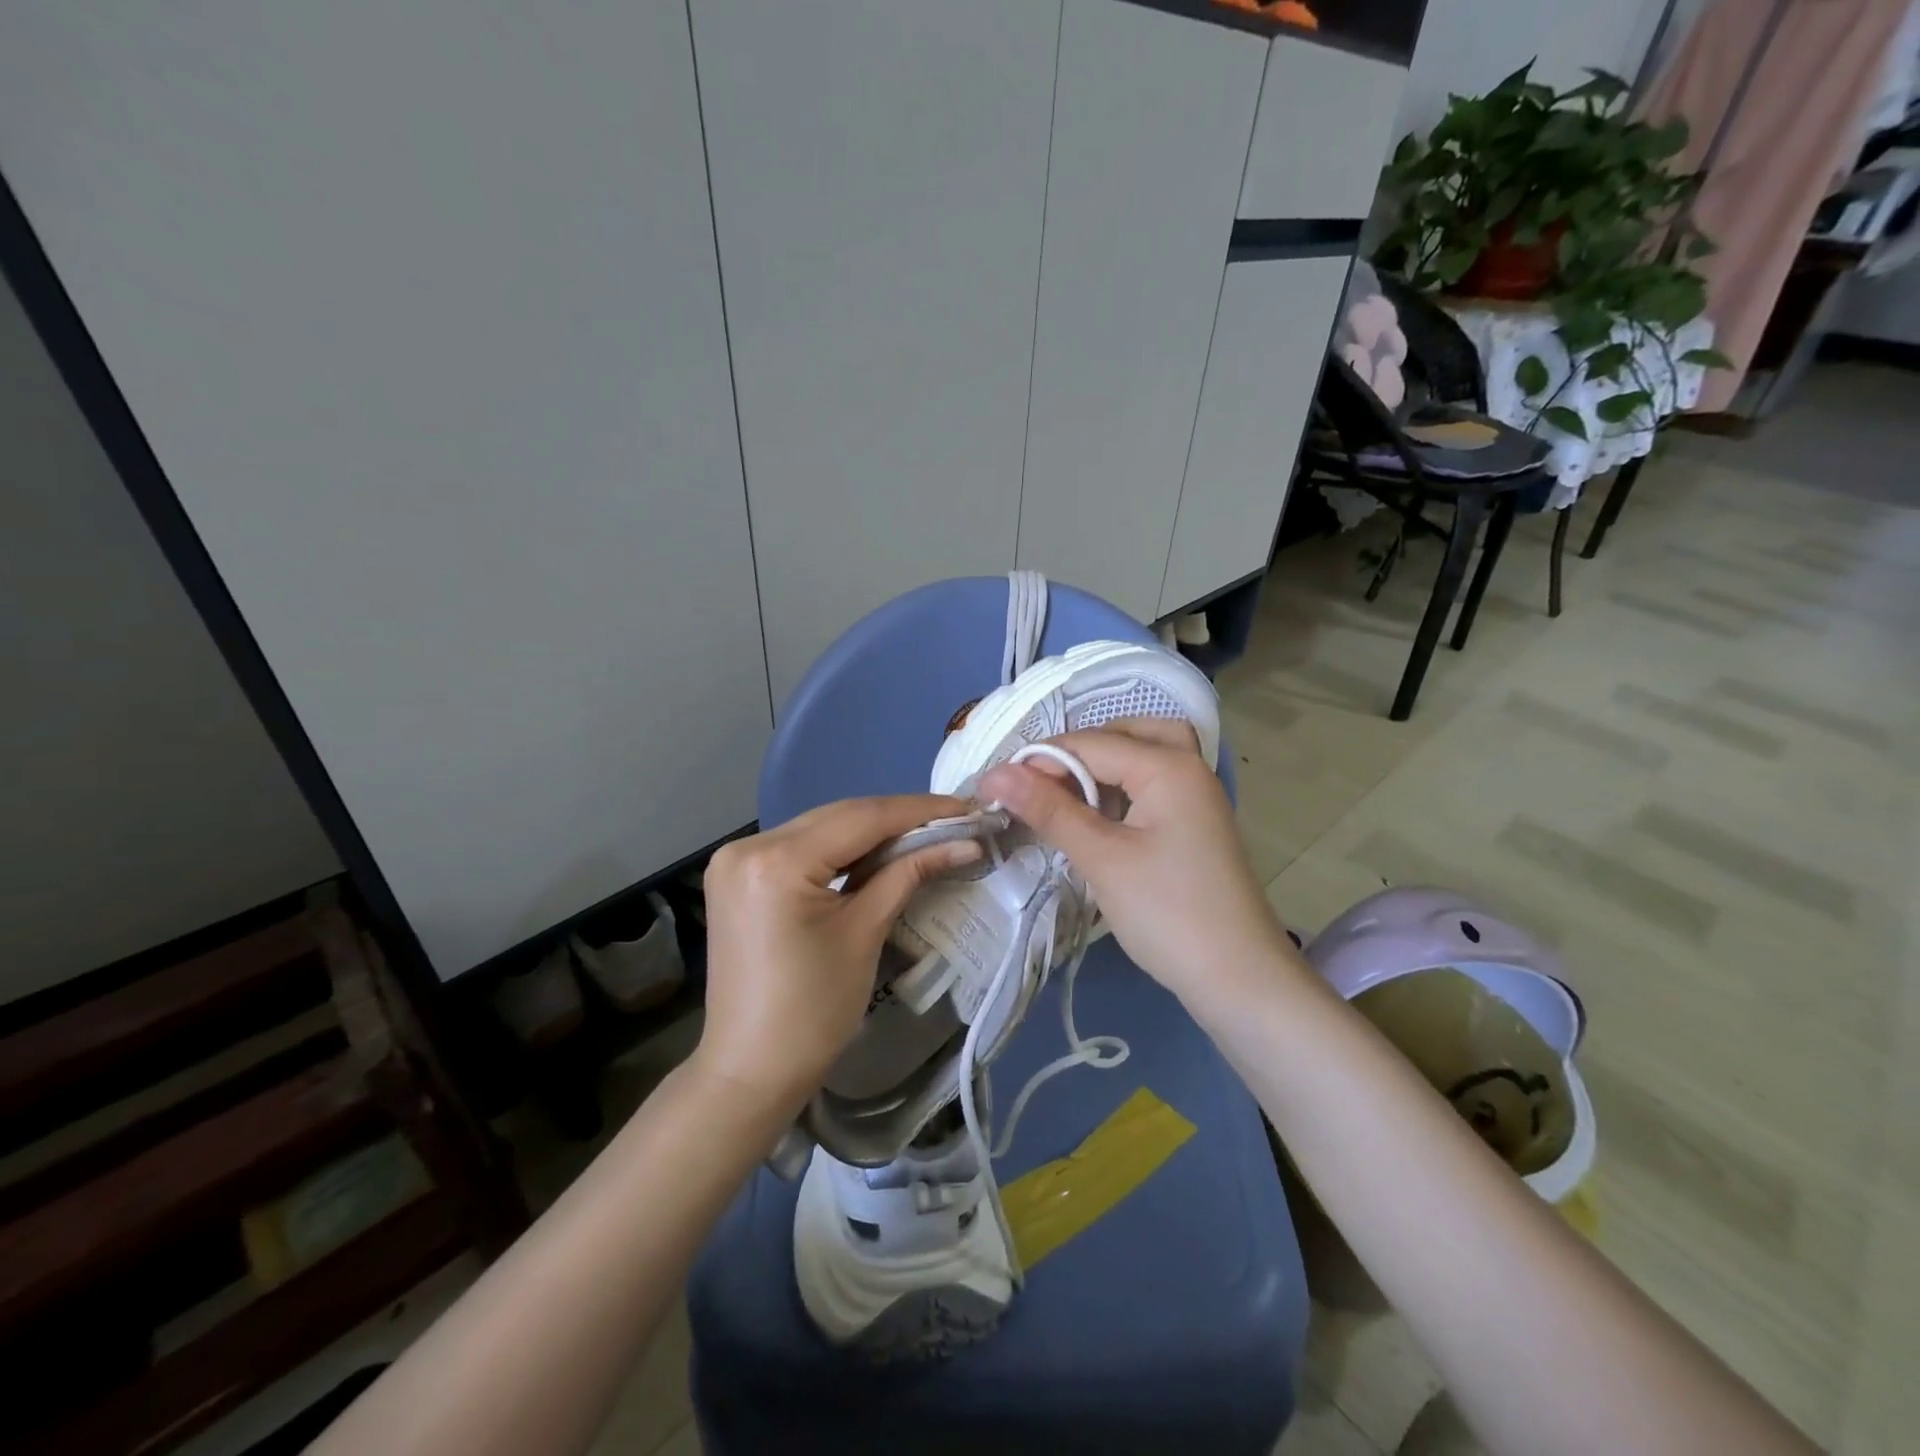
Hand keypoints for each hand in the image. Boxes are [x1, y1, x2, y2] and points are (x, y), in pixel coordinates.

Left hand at [696, 795, 980, 1115]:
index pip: (861, 818)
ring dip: (870, 830)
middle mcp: (749, 845)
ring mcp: (736, 859)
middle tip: (953, 819)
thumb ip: (910, 873)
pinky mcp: (738, 876)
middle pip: (838, 817)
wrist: (751, 1070)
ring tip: (925, 832)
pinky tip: (877, 851)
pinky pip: (800, 847)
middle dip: (898, 818)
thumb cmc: (813, 1011)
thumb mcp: (865, 932)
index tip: (967, 807)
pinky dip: (840, 848)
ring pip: (820, 828)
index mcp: (776, 861)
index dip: (919, 810)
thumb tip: (966, 841)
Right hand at [978, 720, 1293, 1009]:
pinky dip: (1121, 788)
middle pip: (1127, 734)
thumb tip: (995, 773)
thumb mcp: (1102, 858)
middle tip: (1038, 783)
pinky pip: (1153, 786)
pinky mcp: (1194, 825)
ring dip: (1103, 767)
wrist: (1239, 980)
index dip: (1038, 760)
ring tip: (1062, 794)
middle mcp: (1188, 768)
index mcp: (1169, 766)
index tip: (993, 787)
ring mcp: (1197, 797)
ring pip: (1144, 757)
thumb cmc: (1168, 913)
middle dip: (1079, 751)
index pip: (1090, 743)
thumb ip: (1049, 810)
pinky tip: (1095, 816)